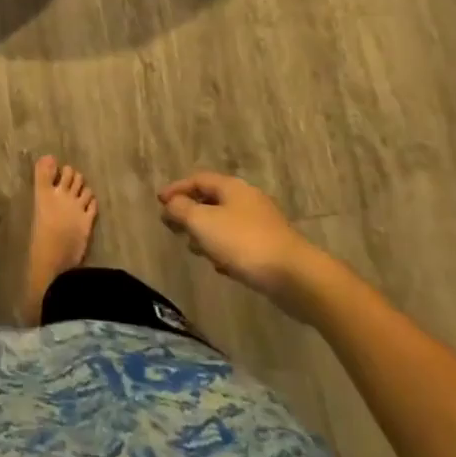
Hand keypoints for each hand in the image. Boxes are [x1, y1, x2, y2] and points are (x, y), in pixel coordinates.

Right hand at [159, 173, 326, 315]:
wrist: (296, 278)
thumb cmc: (244, 243)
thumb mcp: (203, 222)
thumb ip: (181, 210)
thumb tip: (171, 203)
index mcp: (232, 187)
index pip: (198, 179)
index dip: (177, 189)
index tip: (159, 202)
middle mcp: (247, 200)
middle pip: (211, 200)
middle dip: (190, 213)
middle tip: (173, 226)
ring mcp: (262, 225)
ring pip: (225, 223)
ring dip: (206, 233)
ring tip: (193, 249)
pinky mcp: (270, 248)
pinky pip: (239, 243)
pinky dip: (224, 249)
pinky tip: (220, 266)